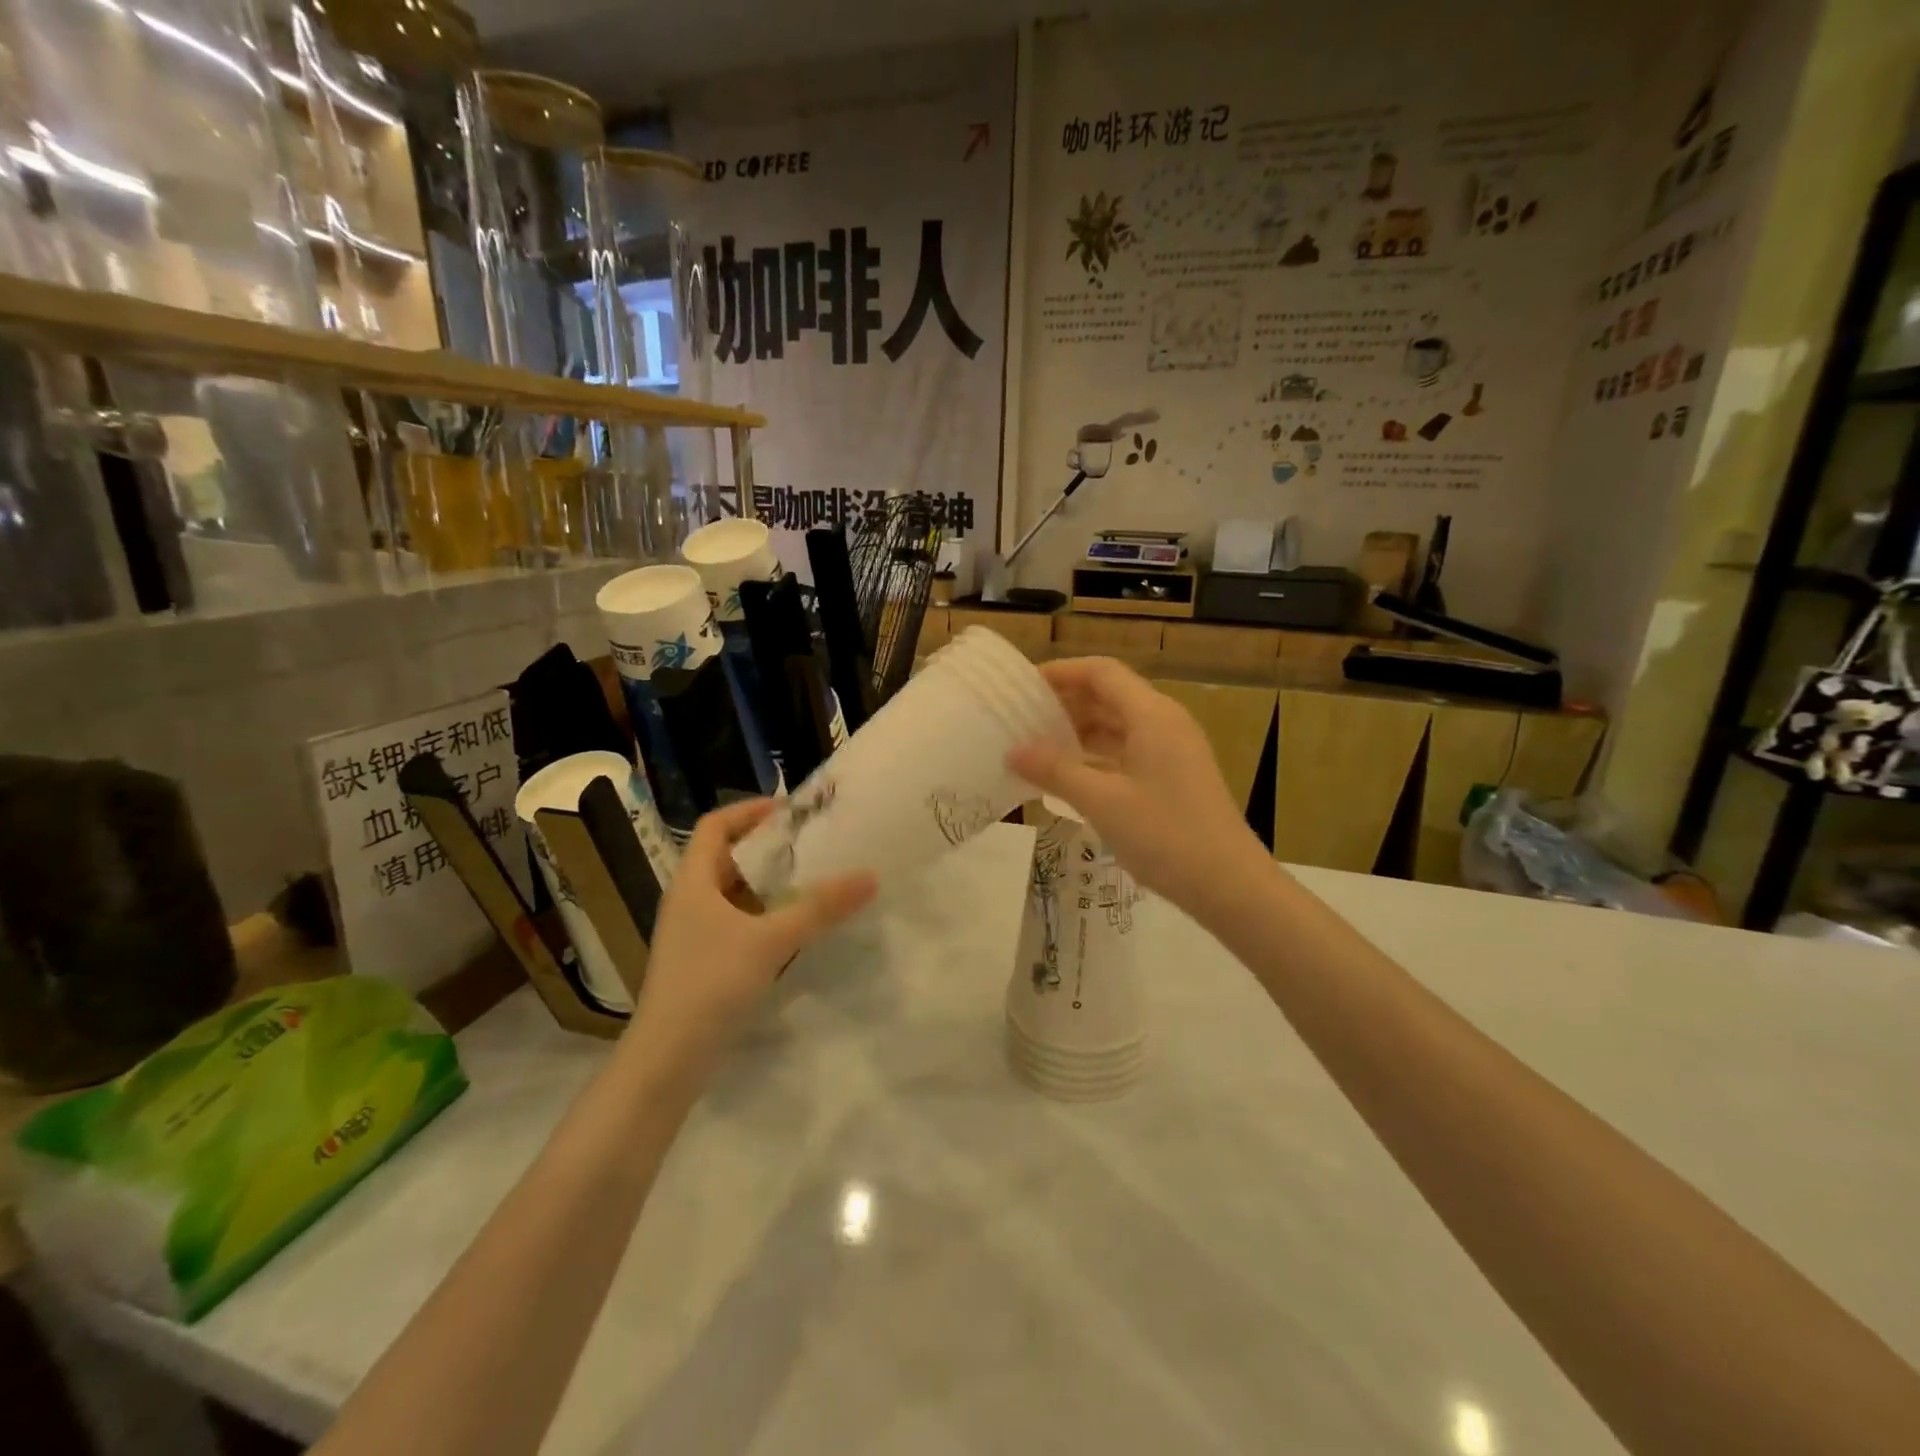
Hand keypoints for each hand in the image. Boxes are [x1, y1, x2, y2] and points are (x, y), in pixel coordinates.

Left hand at [628, 799, 875, 1071]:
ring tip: (812, 879)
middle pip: (728, 856)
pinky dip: (764, 914)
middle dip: (769, 847)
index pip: (716, 825)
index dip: (750, 811)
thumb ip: (820, 908)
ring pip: (734, 891)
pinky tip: (794, 926)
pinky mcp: (703, 959)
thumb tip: (869, 876)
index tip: (791, 811)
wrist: (668, 1057)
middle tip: (813, 844)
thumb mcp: (771, 939)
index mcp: (693, 880)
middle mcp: (689, 899)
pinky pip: (737, 920)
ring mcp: (693, 931)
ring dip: (769, 882)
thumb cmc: (711, 982)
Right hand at [1009, 657, 1263, 914]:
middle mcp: (1165, 723)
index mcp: (1152, 715)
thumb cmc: (1165, 835)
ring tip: (1038, 746)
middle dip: (1066, 702)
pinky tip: (1070, 776)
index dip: (1062, 673)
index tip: (1023, 687)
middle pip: (1110, 695)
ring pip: (1119, 725)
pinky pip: (1128, 750)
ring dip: (1080, 730)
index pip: (1101, 673)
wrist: (1229, 885)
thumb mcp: (1102, 802)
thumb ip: (1056, 771)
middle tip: (1022, 718)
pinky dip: (1097, 755)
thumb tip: (1014, 751)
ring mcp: (1173, 750)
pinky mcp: (1174, 776)